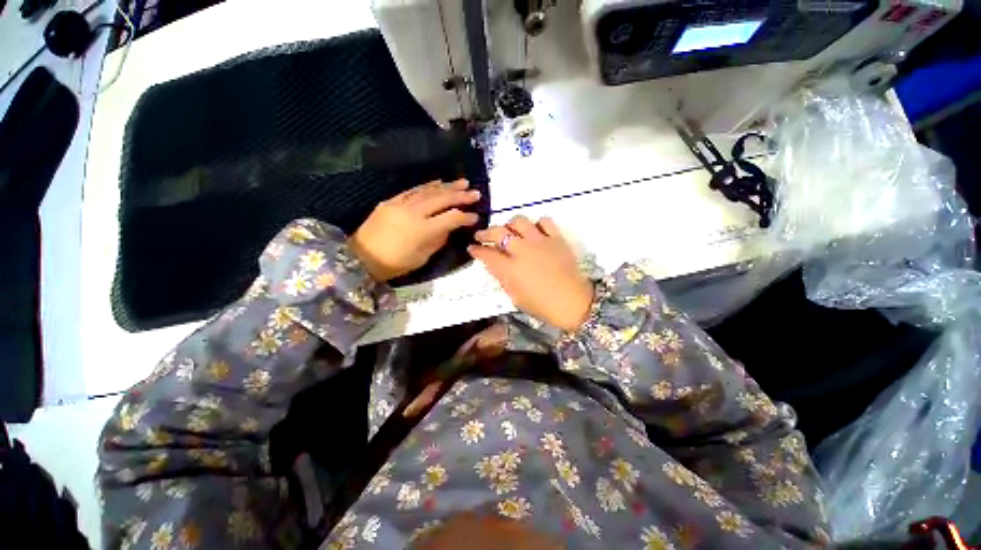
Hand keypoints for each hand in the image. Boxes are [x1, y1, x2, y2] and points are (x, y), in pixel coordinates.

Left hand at [350, 179, 480, 281]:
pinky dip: (428, 186)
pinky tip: (439, 183)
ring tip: (462, 182)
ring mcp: (400, 204)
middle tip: (476, 192)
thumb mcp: (422, 257)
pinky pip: (413, 190)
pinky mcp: (391, 200)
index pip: (450, 218)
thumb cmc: (395, 263)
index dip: (465, 216)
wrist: (361, 257)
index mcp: (422, 230)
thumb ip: (438, 240)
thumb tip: (449, 227)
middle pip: (441, 199)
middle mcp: (413, 212)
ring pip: (428, 191)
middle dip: (460, 195)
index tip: (475, 216)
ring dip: (447, 186)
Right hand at [469, 216, 593, 331]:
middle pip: (499, 232)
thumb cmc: (542, 305)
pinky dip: (537, 224)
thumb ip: (502, 277)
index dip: (476, 250)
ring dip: (510, 225)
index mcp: (511, 269)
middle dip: (485, 232)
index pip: (487, 254)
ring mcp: (540, 242)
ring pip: (519, 221)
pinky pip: (545, 221)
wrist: (573, 302)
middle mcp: (522, 251)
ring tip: (509, 231)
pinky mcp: (556, 238)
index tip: (472, 248)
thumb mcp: (516, 297)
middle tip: (482, 236)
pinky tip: (534, 231)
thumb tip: (493, 264)